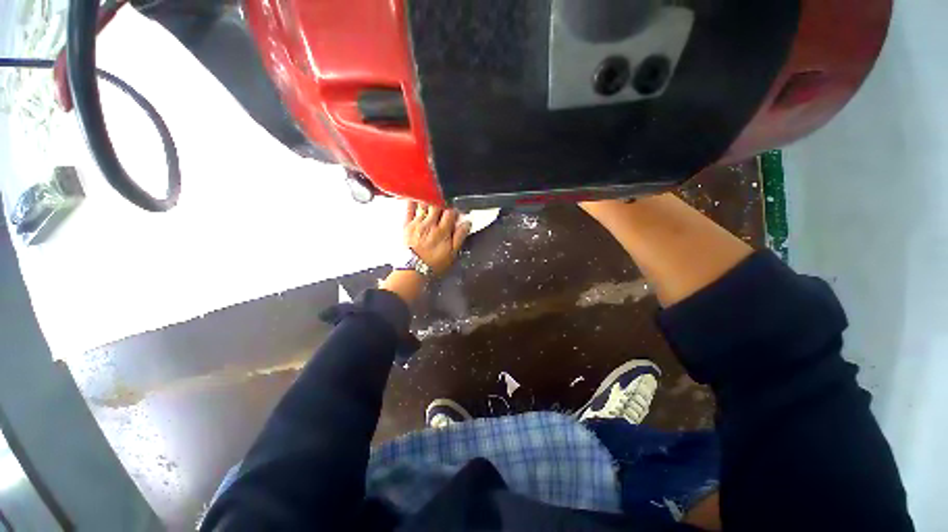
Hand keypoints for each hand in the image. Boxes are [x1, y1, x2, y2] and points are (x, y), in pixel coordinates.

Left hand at [404, 202, 471, 275]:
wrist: (413, 270)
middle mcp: (430, 223)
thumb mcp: (452, 253)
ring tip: (433, 200)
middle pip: (438, 205)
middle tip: (445, 205)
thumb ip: (460, 236)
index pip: (451, 212)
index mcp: (443, 230)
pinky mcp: (406, 225)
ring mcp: (417, 223)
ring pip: (425, 204)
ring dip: (430, 200)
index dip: (455, 209)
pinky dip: (413, 201)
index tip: (457, 211)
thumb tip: (467, 223)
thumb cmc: (434, 263)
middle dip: (443, 203)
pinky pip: (409, 208)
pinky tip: (416, 198)